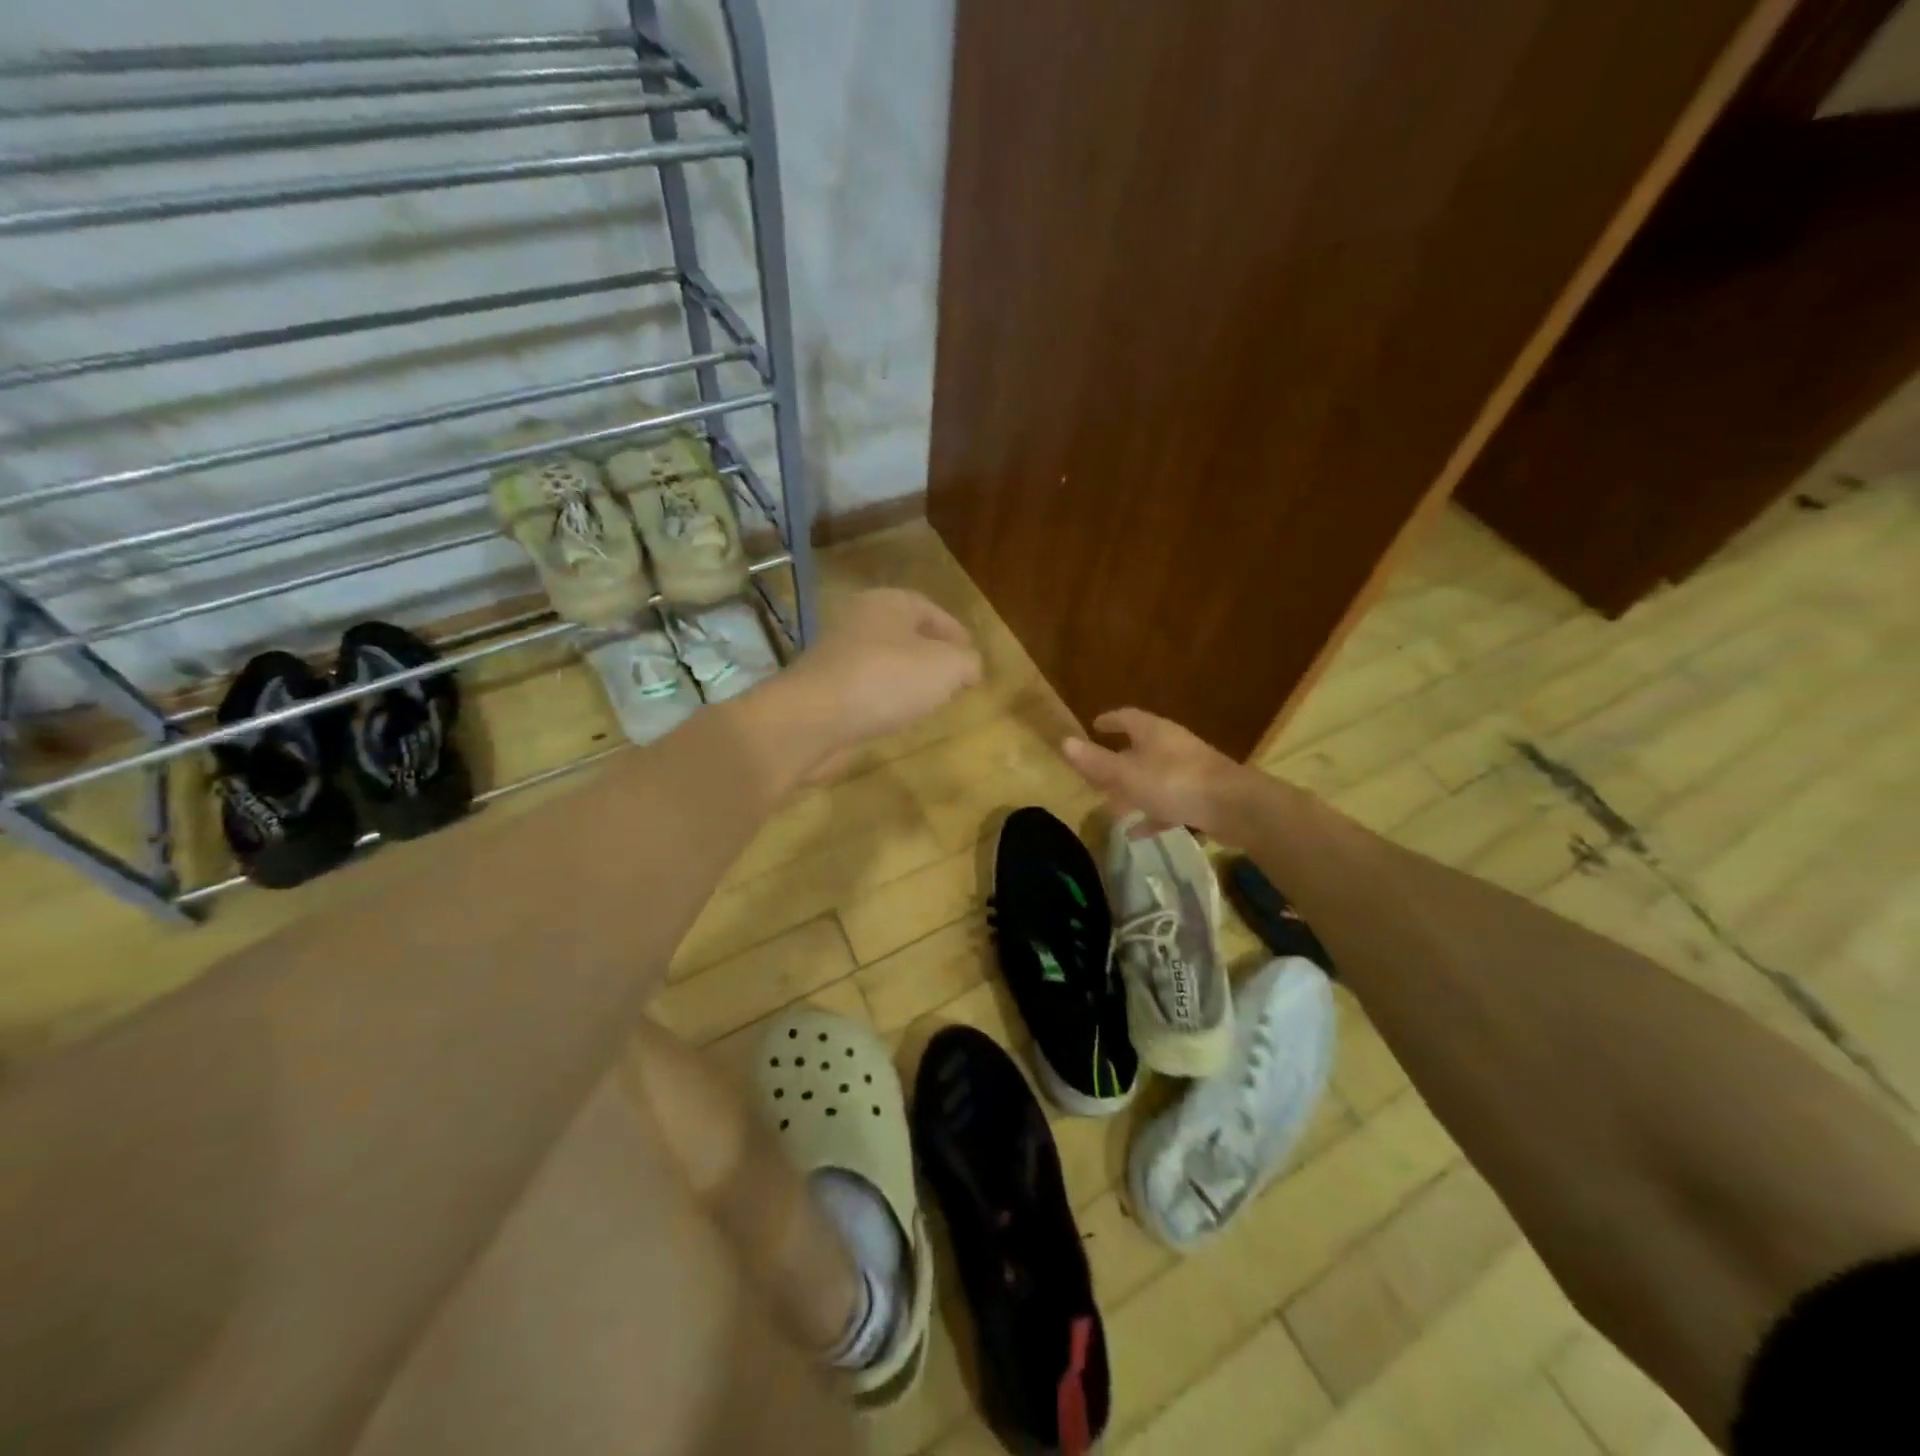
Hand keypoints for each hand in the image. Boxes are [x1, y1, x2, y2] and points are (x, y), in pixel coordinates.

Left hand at [775, 589, 982, 766]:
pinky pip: (864, 687)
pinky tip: (895, 716)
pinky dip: (883, 697)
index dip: (954, 631)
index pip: (929, 608)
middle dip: (930, 654)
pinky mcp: (823, 687)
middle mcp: (858, 620)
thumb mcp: (946, 668)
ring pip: (883, 660)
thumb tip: (970, 667)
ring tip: (928, 700)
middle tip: (952, 678)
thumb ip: (966, 663)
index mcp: (887, 602)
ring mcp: (836, 654)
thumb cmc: (886, 680)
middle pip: (904, 633)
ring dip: (906, 677)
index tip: (970, 656)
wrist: (813, 718)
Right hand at [1062, 708, 1247, 838]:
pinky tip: (1137, 832)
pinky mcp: (1201, 796)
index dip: (1109, 721)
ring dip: (1132, 791)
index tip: (1095, 726)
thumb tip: (1064, 742)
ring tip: (1111, 807)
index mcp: (1154, 733)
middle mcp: (1172, 746)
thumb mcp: (1128, 774)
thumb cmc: (1175, 782)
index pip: (1126, 718)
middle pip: (1139, 749)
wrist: (1235, 807)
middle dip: (1117, 762)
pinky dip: (1151, 814)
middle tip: (1096, 775)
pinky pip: (1168, 802)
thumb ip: (1096, 762)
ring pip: (1153, 777)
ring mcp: (1189, 771)